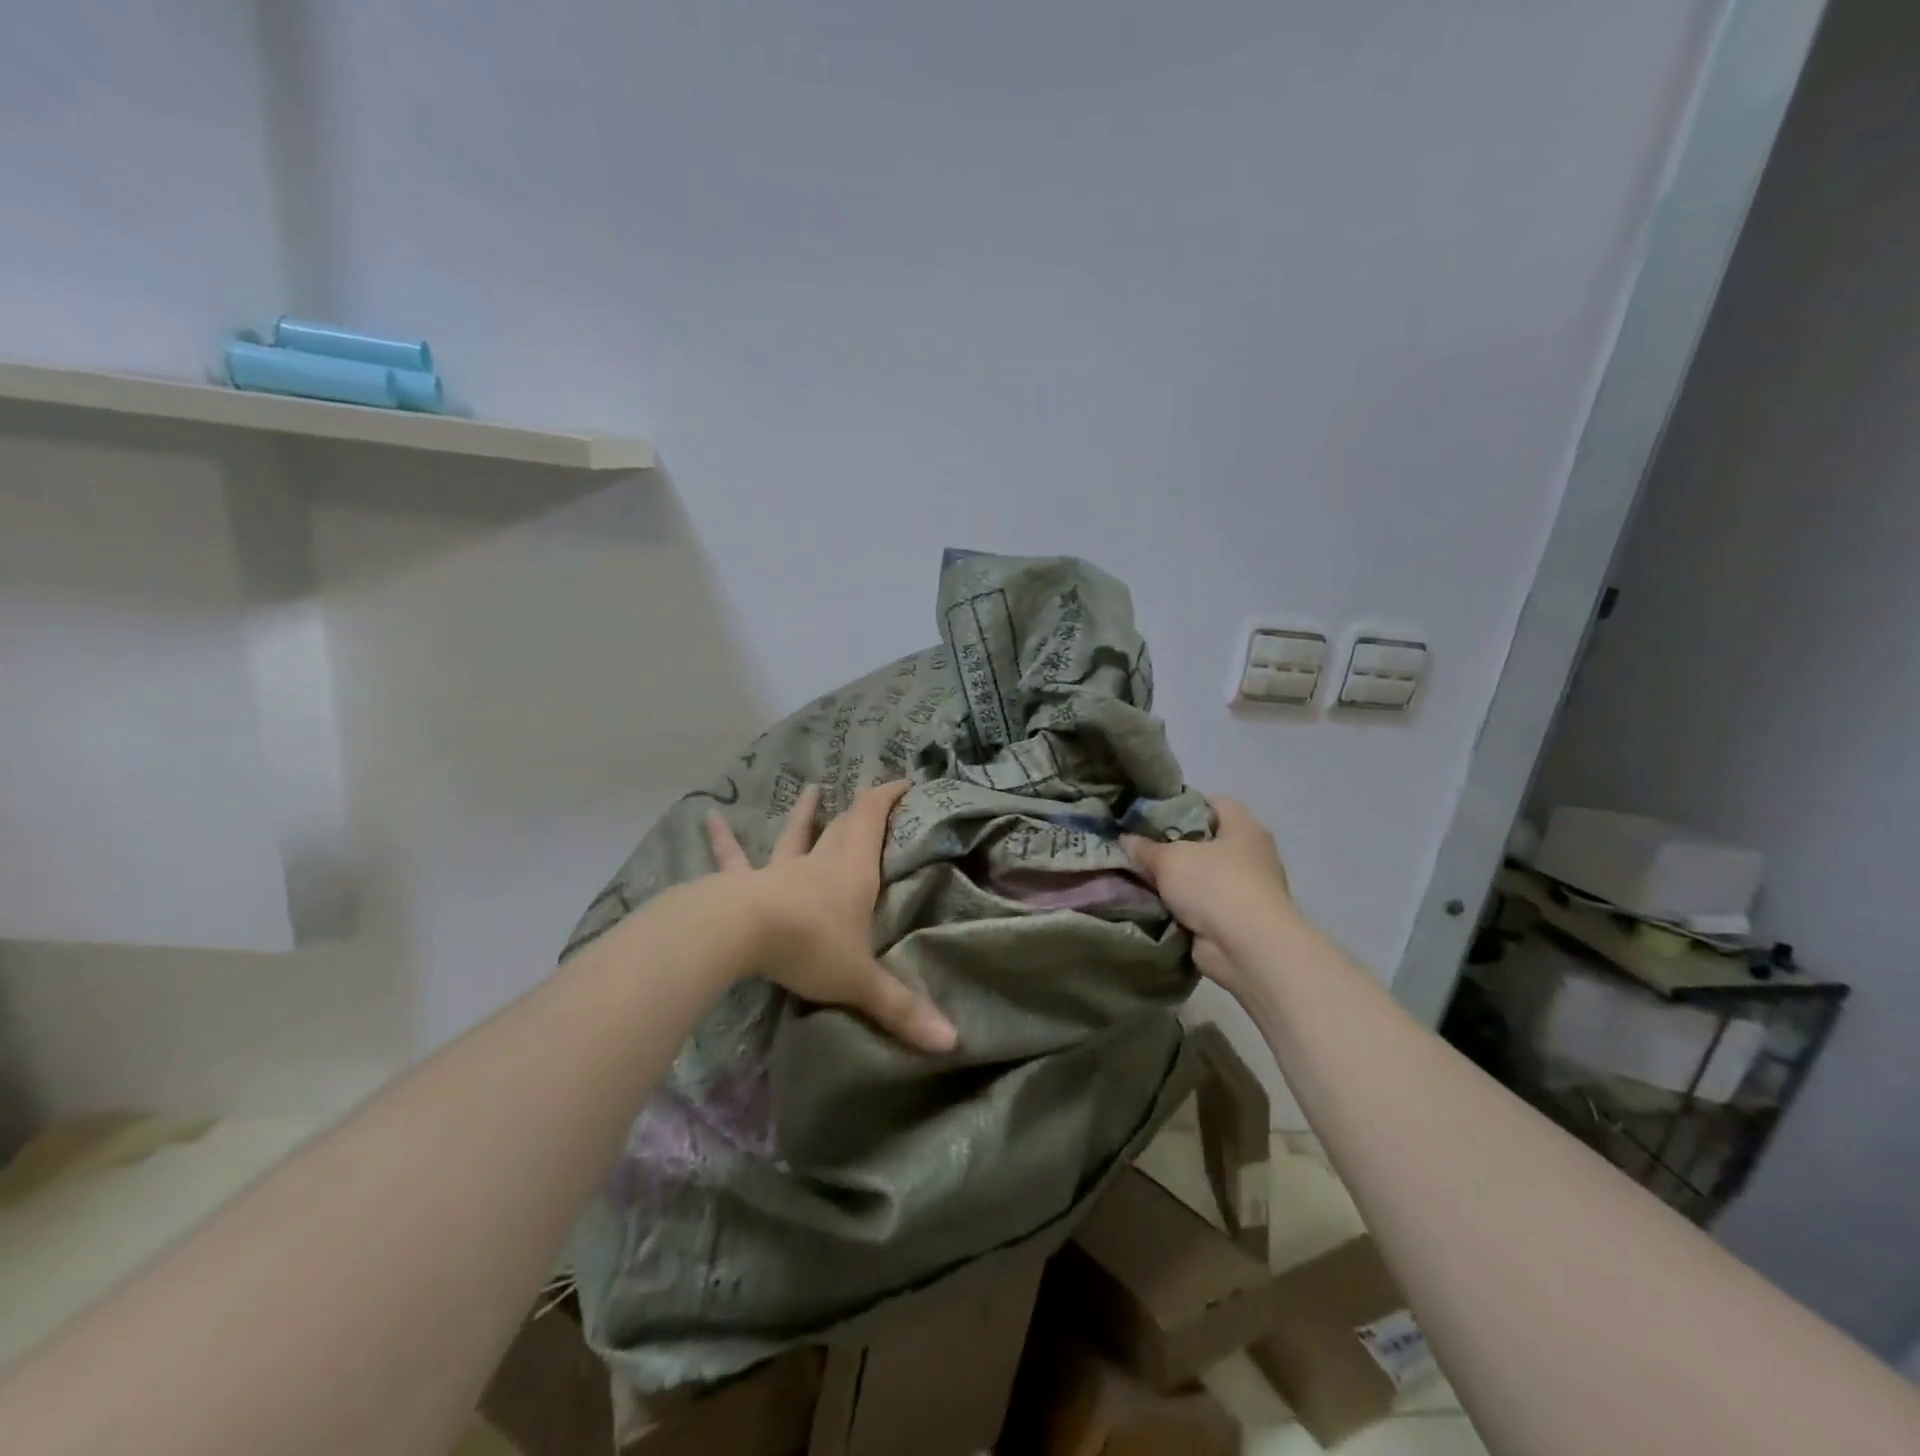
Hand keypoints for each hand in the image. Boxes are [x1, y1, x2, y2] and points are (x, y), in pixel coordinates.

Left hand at [706, 781, 957, 1054]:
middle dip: (859, 810)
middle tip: (869, 794)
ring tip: (810, 788)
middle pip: (842, 827)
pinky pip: (733, 858)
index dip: (888, 798)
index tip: (904, 782)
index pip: (873, 820)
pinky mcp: (743, 884)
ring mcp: (779, 870)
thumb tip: (954, 1042)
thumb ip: (902, 1009)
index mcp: (853, 872)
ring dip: (804, 812)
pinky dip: (724, 839)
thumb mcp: (860, 981)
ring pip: (794, 834)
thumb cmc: (810, 946)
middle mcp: (819, 863)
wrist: (740, 934)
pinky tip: (709, 818)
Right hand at [1123, 795, 1295, 990]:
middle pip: (1204, 841)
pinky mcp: (1235, 921)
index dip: (1181, 804)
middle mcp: (1250, 854)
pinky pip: (1200, 906)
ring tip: (1136, 876)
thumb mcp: (1169, 859)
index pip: (1213, 803)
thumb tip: (1125, 839)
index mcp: (1243, 827)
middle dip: (1171, 845)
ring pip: (1199, 876)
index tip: (1149, 813)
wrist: (1248, 949)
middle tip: (1136, 846)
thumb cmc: (1215, 885)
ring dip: (1174, 881)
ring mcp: (1245, 890)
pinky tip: (1149, 905)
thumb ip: (1145, 848)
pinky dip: (1179, 907)